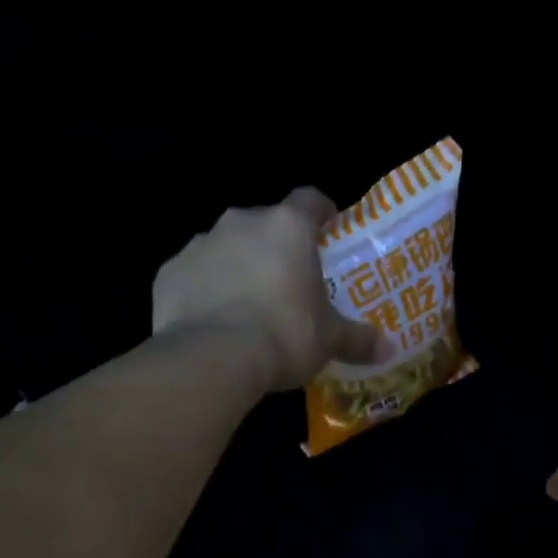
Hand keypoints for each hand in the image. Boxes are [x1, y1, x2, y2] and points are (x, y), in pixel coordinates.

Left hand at [152, 188, 391, 390]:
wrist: (212, 358)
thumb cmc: (284, 335)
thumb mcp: (329, 341)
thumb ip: (358, 339)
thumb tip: (388, 349)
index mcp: (287, 227)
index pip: (310, 199)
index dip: (321, 212)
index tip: (328, 229)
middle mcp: (241, 223)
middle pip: (264, 224)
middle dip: (276, 247)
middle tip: (288, 281)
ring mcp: (200, 244)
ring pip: (225, 247)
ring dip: (237, 266)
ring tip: (247, 305)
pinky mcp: (169, 272)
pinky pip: (193, 275)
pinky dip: (204, 289)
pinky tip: (211, 320)